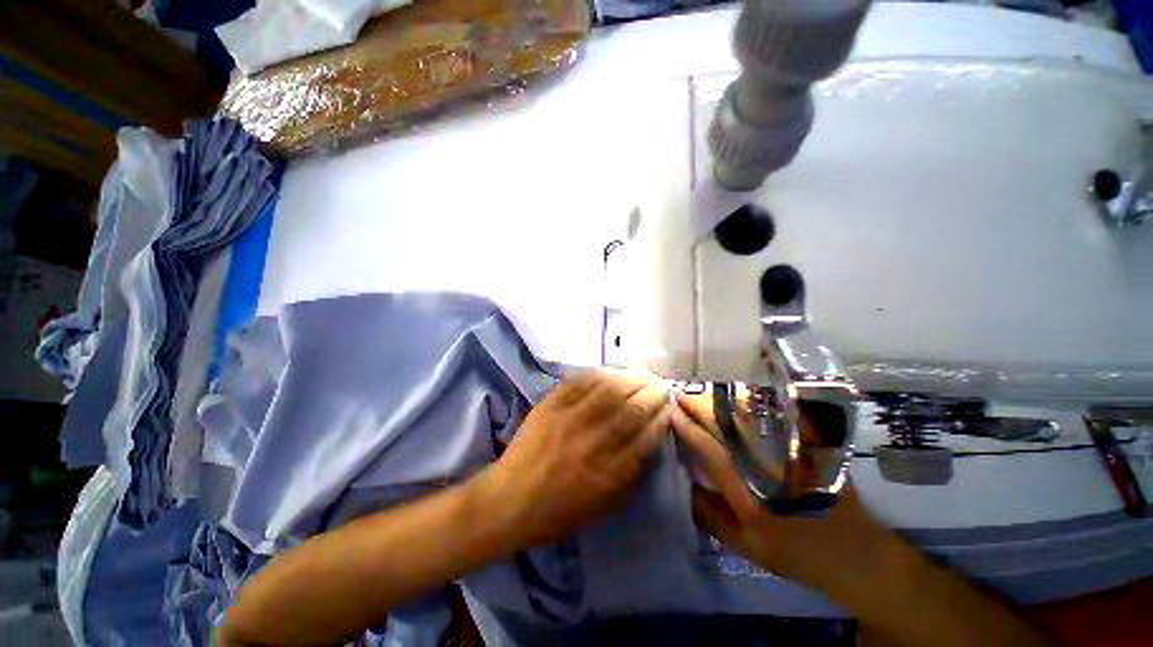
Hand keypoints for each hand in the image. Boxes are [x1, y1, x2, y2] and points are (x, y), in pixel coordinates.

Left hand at [487, 370, 669, 547]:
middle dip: (653, 393)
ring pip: (610, 390)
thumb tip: (650, 440)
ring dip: (631, 379)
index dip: (662, 417)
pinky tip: (612, 373)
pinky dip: (601, 374)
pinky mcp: (551, 405)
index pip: (647, 436)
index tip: (669, 407)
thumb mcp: (604, 505)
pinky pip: (580, 382)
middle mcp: (594, 442)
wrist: (510, 500)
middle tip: (660, 386)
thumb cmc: (560, 511)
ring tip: (643, 375)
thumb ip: (631, 473)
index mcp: (610, 473)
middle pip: (632, 409)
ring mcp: (570, 419)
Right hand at [672, 387, 901, 591]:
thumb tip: (686, 482)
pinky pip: (776, 414)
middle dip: (698, 405)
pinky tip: (737, 394)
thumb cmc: (796, 552)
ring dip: (720, 398)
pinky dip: (753, 400)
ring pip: (749, 413)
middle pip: (726, 424)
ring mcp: (790, 451)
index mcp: (749, 493)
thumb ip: (711, 515)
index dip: (686, 428)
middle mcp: (767, 464)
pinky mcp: (808, 443)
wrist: (856, 553)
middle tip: (679, 393)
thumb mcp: (746, 546)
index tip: (670, 412)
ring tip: (701, 391)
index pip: (709, 449)